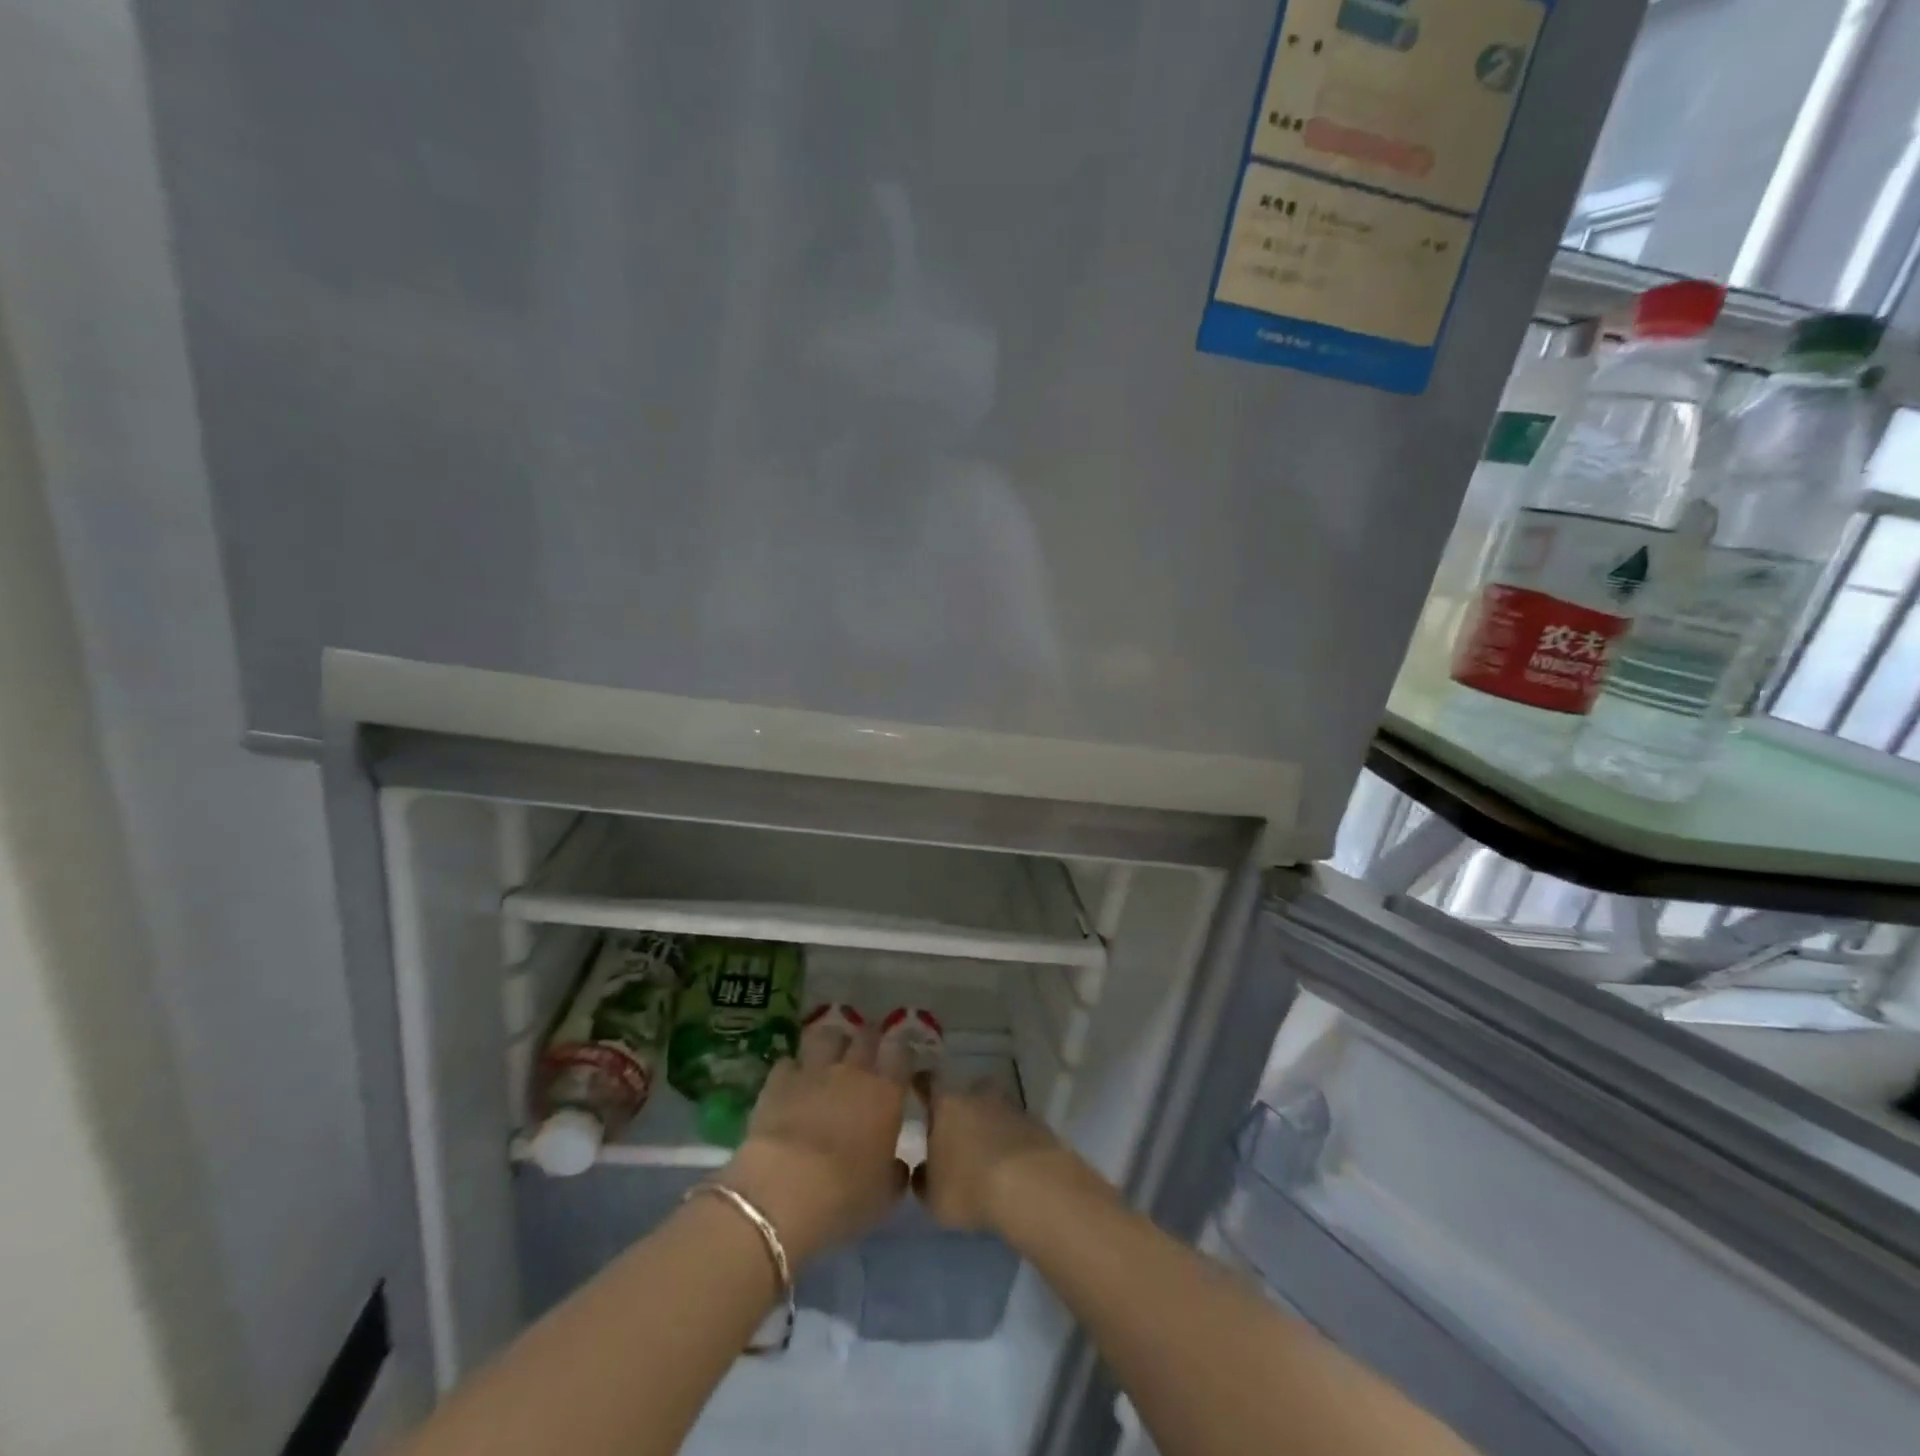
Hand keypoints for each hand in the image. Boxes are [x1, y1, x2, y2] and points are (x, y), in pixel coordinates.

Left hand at [722, 1018, 909, 1263]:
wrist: (785, 1189)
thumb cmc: (845, 1194)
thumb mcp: (884, 1195)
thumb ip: (895, 1173)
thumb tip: (897, 1166)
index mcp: (886, 1092)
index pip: (902, 1052)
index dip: (902, 1053)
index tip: (901, 1063)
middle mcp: (853, 1071)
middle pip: (865, 1035)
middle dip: (868, 1039)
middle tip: (867, 1054)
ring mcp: (814, 1071)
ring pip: (826, 1035)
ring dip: (830, 1043)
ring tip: (829, 1056)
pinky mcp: (778, 1081)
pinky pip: (789, 1062)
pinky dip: (793, 1069)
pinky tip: (791, 1083)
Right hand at [915, 1084, 1086, 1233]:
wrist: (1031, 1185)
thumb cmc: (970, 1187)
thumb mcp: (934, 1197)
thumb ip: (923, 1180)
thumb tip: (923, 1171)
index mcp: (946, 1104)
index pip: (928, 1082)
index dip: (921, 1084)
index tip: (917, 1086)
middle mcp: (977, 1095)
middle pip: (966, 1092)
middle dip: (962, 1107)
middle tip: (956, 1131)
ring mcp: (1010, 1106)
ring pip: (994, 1108)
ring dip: (989, 1124)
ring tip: (986, 1152)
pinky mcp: (1036, 1123)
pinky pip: (1016, 1128)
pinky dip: (1011, 1140)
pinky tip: (1010, 1165)